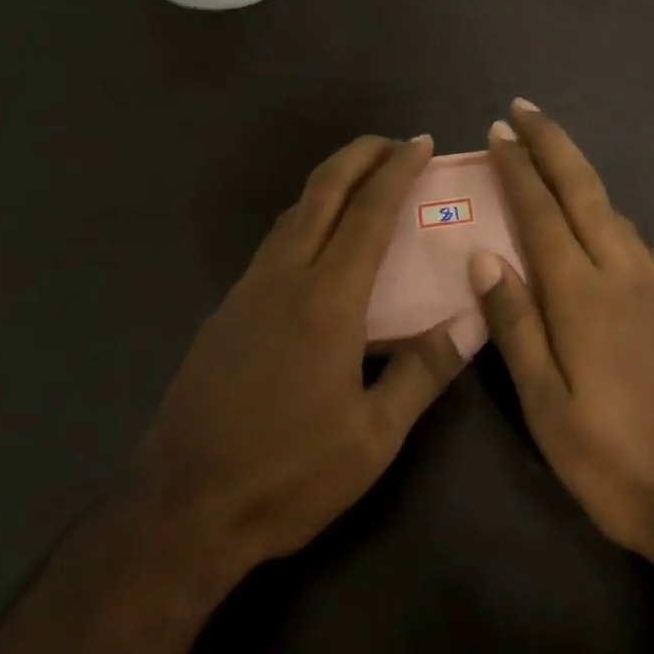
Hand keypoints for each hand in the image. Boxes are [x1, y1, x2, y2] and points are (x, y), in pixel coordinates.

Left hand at [133, 135, 476, 576]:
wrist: (181, 510)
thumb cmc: (287, 475)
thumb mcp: (372, 438)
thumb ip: (422, 373)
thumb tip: (472, 322)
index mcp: (326, 301)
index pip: (369, 214)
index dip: (397, 171)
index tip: (420, 143)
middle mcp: (283, 279)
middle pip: (321, 193)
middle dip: (357, 156)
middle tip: (392, 143)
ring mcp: (246, 293)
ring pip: (291, 215)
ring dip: (329, 185)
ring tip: (362, 185)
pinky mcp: (226, 313)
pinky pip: (273, 245)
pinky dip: (305, 220)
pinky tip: (318, 247)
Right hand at [477, 102, 653, 575]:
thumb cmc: (617, 461)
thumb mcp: (547, 407)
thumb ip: (516, 326)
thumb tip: (485, 256)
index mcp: (582, 295)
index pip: (540, 214)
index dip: (518, 168)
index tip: (499, 130)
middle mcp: (623, 274)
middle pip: (584, 191)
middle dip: (553, 144)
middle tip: (525, 108)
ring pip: (613, 212)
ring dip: (580, 176)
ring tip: (553, 160)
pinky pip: (637, 242)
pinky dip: (610, 216)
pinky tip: (605, 227)